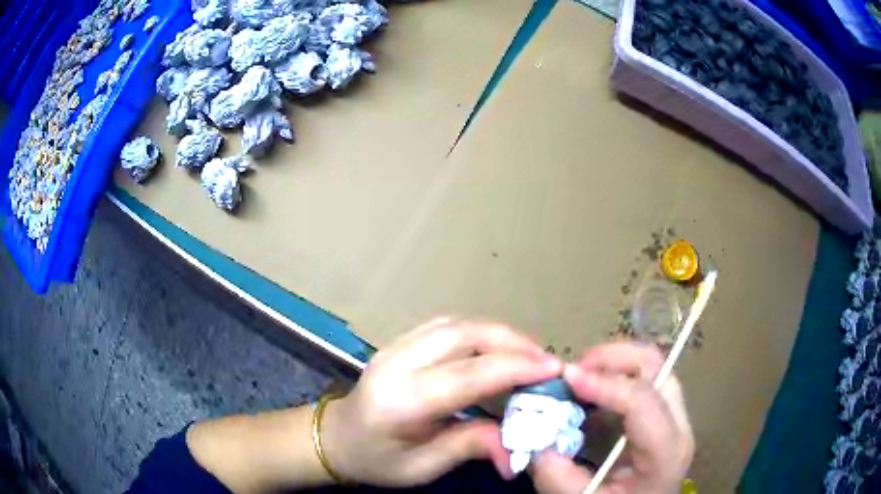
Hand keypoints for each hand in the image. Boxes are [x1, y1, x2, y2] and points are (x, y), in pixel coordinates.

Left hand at [321, 318, 561, 486]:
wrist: (335, 438)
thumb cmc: (376, 460)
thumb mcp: (422, 467)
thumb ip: (470, 447)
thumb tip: (517, 451)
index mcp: (401, 401)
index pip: (468, 375)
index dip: (516, 367)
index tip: (553, 369)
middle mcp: (397, 363)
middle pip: (464, 336)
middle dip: (513, 343)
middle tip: (545, 361)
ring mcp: (395, 346)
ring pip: (457, 324)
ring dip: (498, 334)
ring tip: (528, 354)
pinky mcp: (399, 341)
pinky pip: (446, 326)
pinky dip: (478, 332)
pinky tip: (496, 347)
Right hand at [531, 342, 693, 493]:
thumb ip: (560, 480)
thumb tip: (537, 446)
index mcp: (665, 451)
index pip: (643, 400)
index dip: (605, 383)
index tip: (567, 377)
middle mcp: (678, 425)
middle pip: (657, 368)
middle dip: (613, 358)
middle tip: (574, 371)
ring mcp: (676, 416)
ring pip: (653, 367)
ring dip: (615, 363)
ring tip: (580, 379)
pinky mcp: (665, 414)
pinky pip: (646, 379)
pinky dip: (618, 375)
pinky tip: (593, 394)